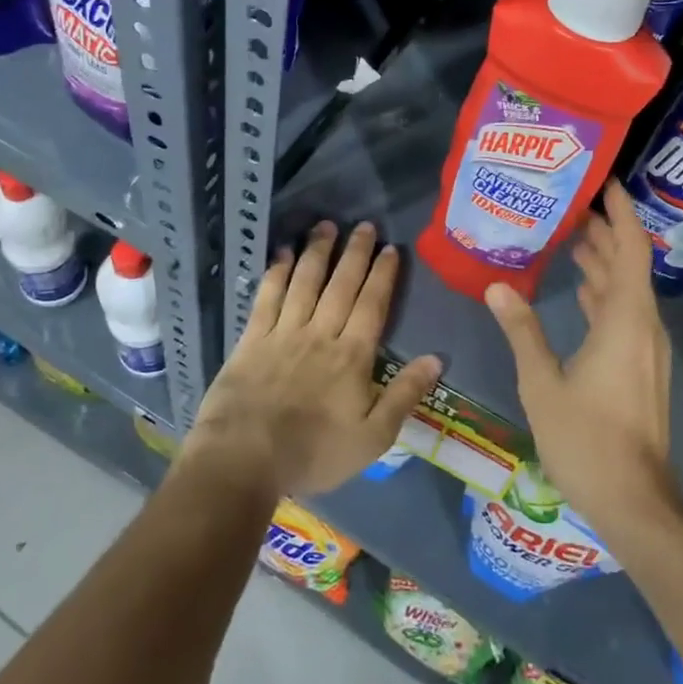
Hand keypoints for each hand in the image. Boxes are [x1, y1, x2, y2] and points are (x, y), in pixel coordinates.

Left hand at [186, 220, 441, 497]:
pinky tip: (282, 253)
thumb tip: (437, 358)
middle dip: (355, 253)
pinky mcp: (252, 339)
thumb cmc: (314, 452)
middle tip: (364, 225)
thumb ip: (404, 394)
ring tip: (326, 226)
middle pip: (341, 285)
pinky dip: (276, 272)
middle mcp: (320, 333)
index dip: (382, 275)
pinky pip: (267, 297)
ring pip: (305, 282)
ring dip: (317, 252)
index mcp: (352, 356)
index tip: (390, 248)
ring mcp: (284, 332)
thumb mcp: (373, 437)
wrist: (245, 458)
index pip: (372, 305)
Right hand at [484, 183, 675, 531]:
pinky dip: (602, 293)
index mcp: (625, 319)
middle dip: (605, 231)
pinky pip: (624, 314)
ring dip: (603, 262)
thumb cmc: (587, 439)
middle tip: (570, 203)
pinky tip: (578, 291)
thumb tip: (497, 285)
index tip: (603, 180)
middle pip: (629, 264)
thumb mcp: (542, 382)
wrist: (634, 501)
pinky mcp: (641, 367)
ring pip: (627, 290)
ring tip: (570, 237)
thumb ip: (522, 329)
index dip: (620, 211)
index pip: (631, 248)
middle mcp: (643, 326)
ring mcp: (646, 348)